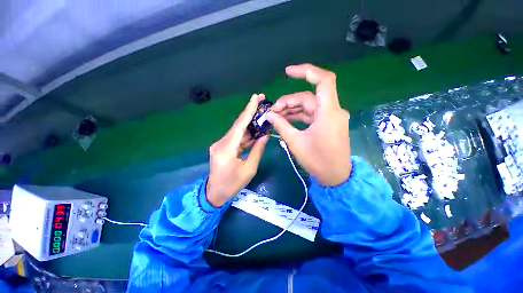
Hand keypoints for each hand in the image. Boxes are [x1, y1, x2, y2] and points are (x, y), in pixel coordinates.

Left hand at [207, 94, 268, 206]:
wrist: (215, 193)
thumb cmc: (233, 184)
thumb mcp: (249, 169)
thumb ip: (257, 150)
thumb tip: (265, 136)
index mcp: (227, 149)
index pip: (239, 125)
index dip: (248, 110)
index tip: (256, 97)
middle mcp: (221, 143)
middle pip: (238, 126)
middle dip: (250, 114)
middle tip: (262, 103)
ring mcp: (220, 145)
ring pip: (237, 132)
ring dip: (250, 126)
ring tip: (262, 118)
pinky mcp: (222, 147)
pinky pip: (236, 139)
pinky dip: (246, 136)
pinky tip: (255, 132)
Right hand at [267, 64, 350, 185]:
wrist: (336, 176)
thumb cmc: (317, 161)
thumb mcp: (296, 142)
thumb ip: (282, 126)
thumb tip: (269, 115)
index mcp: (328, 112)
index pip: (323, 80)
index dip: (306, 71)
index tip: (287, 72)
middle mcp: (332, 111)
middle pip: (308, 97)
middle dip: (288, 102)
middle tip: (272, 111)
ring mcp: (331, 118)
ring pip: (309, 106)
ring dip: (292, 109)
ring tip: (276, 116)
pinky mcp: (327, 124)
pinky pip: (311, 115)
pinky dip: (299, 116)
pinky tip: (286, 120)